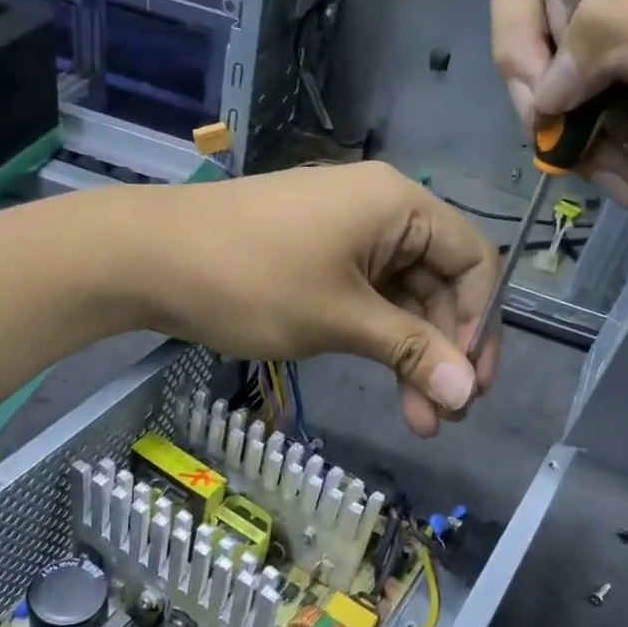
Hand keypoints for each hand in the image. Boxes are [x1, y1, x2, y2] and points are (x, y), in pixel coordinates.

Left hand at [123, 163, 500, 436]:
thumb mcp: (339, 318)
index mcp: (399, 205)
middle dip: (445, 351)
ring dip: (412, 356)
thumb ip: (409, 350)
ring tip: (419, 421)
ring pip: (401, 299)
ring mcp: (346, 234)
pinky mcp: (317, 257)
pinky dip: (377, 340)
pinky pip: (366, 298)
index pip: (473, 261)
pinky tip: (385, 383)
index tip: (470, 385)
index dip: (480, 325)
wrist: (148, 258)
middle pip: (439, 283)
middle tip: (446, 417)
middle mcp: (381, 211)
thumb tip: (465, 391)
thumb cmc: (251, 280)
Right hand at [491, 0, 627, 274]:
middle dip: (526, 37)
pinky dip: (556, 136)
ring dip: (536, 98)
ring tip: (575, 144)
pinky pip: (537, 95)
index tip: (579, 11)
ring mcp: (609, 35)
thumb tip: (547, 76)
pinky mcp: (592, 91)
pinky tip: (604, 168)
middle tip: (554, 99)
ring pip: (522, 35)